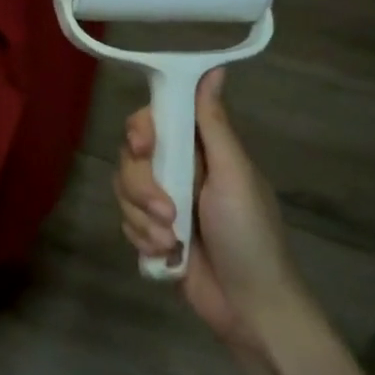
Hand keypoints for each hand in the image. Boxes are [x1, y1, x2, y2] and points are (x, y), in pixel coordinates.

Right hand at [113, 68, 302, 348]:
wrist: (249, 306)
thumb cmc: (250, 236)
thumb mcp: (235, 176)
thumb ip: (215, 126)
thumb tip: (214, 68)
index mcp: (203, 151)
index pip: (157, 120)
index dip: (142, 130)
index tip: (143, 147)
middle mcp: (180, 170)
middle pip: (132, 157)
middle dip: (143, 187)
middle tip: (168, 213)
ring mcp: (165, 203)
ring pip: (124, 190)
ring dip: (143, 219)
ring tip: (172, 242)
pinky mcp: (153, 233)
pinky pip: (126, 221)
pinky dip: (141, 238)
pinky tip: (166, 255)